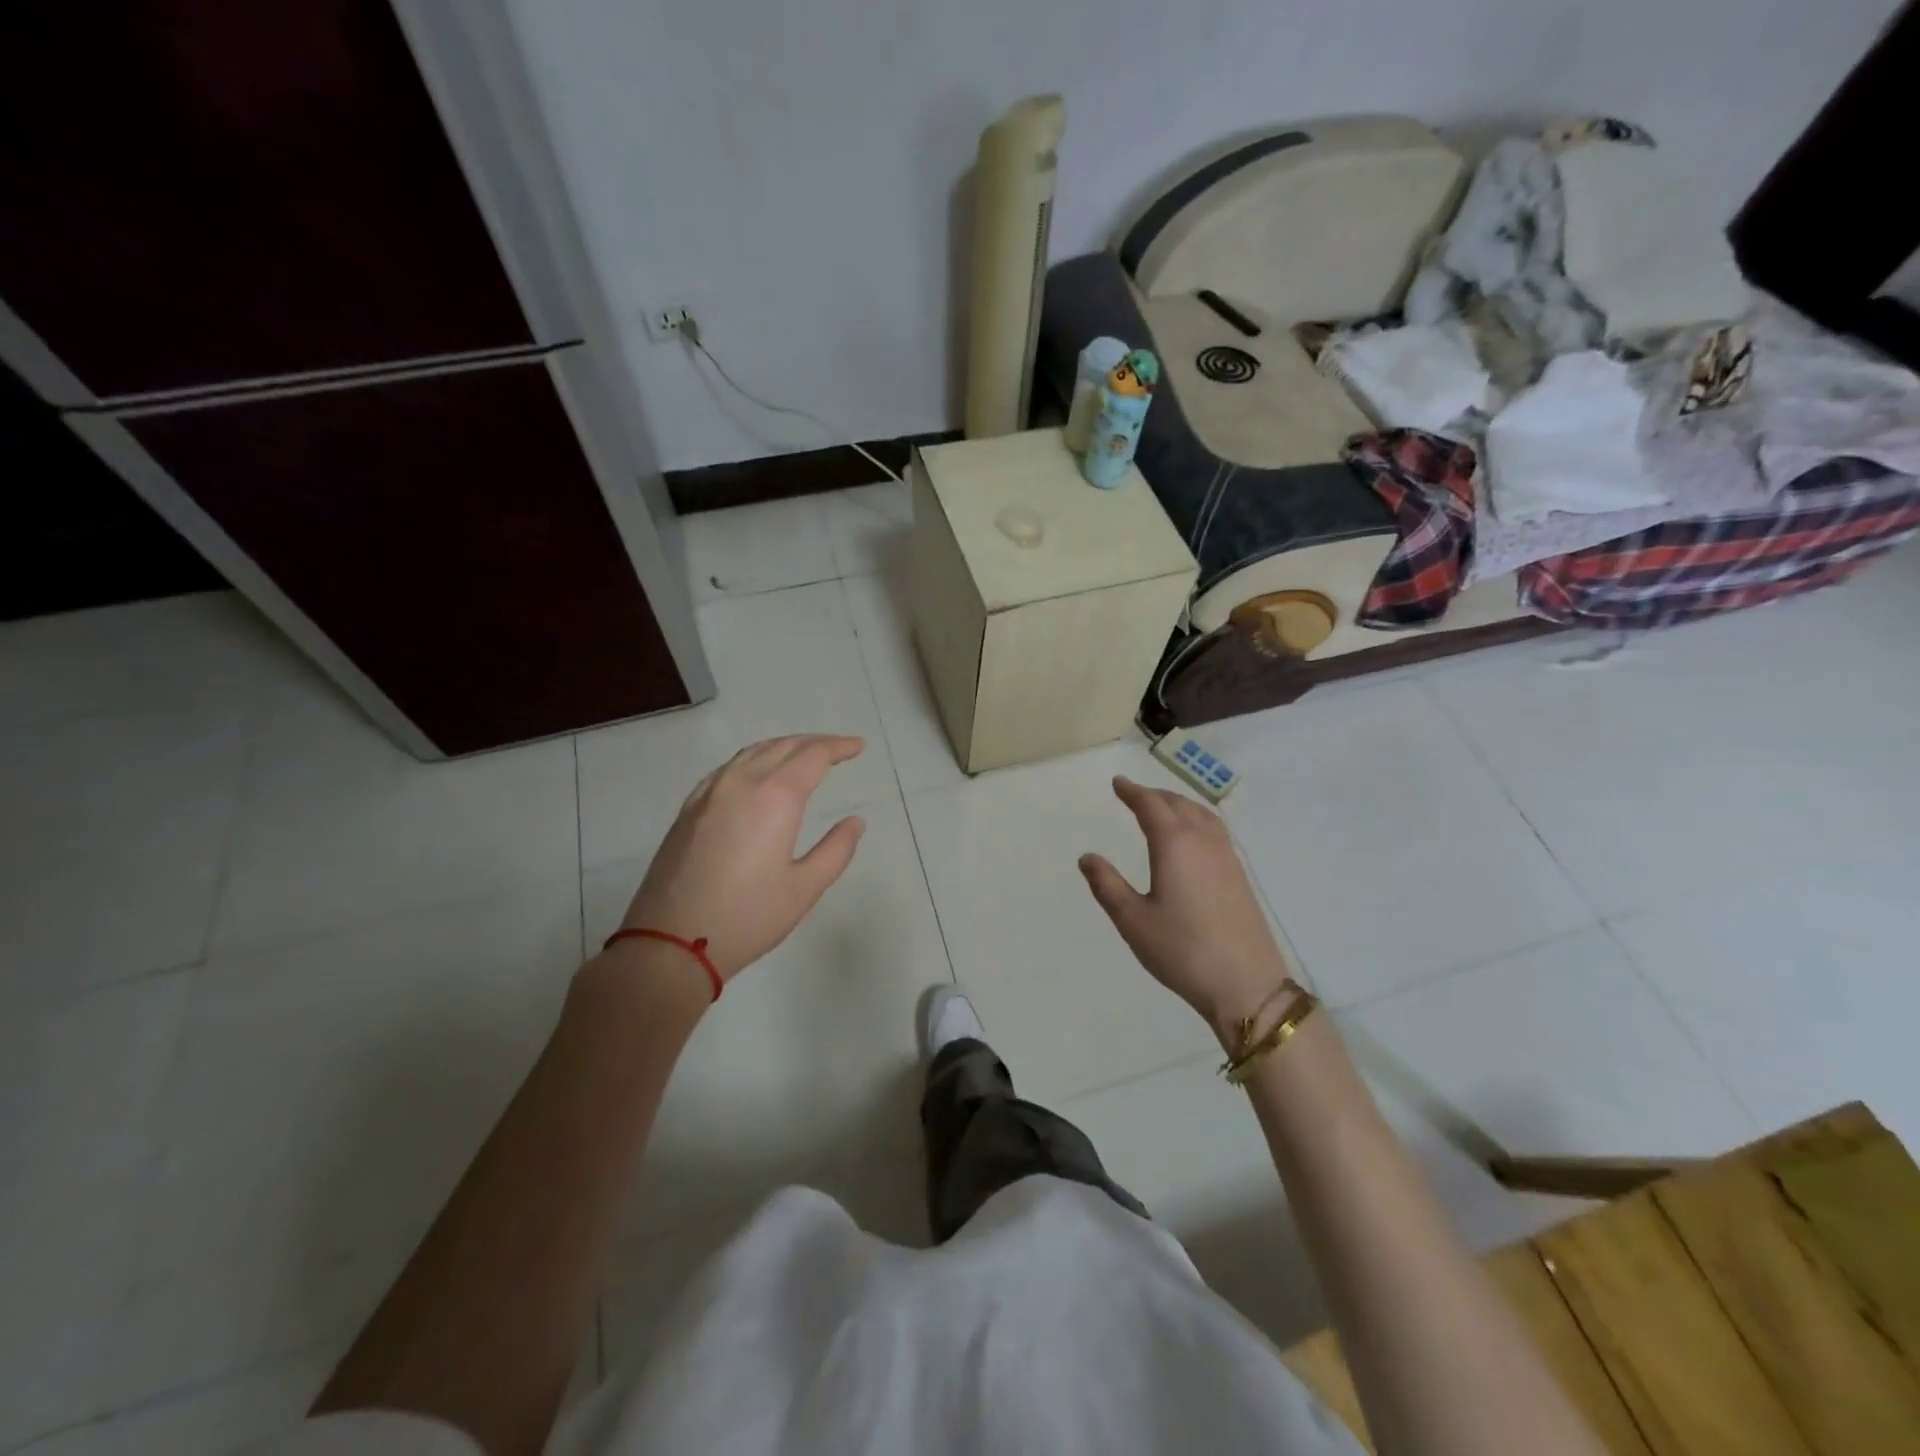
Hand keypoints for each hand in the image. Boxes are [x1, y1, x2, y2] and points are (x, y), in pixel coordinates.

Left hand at [618, 735, 867, 982]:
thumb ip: (835, 850)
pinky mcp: (688, 810)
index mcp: (775, 796)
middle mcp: (741, 782)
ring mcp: (709, 793)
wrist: (669, 943)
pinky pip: (727, 769)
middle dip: (814, 742)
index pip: (813, 755)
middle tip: (838, 749)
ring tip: (803, 756)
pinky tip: (756, 776)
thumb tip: (855, 822)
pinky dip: (753, 760)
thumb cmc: (747, 917)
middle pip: (782, 746)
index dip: (838, 747)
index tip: (858, 746)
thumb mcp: (804, 888)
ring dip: (782, 747)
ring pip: (751, 752)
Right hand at [1079, 777, 1290, 1041]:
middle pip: (1179, 804)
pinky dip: (1197, 819)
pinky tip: (1193, 838)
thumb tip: (1087, 857)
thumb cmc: (1182, 950)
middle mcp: (1203, 841)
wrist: (1246, 984)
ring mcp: (1227, 857)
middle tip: (1135, 794)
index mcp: (1174, 844)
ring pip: (1202, 815)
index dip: (1132, 792)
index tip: (1118, 783)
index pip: (1150, 806)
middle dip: (1155, 795)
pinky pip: (1215, 830)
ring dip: (1179, 804)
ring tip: (1163, 808)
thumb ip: (1107, 885)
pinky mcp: (1240, 876)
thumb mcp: (1133, 920)